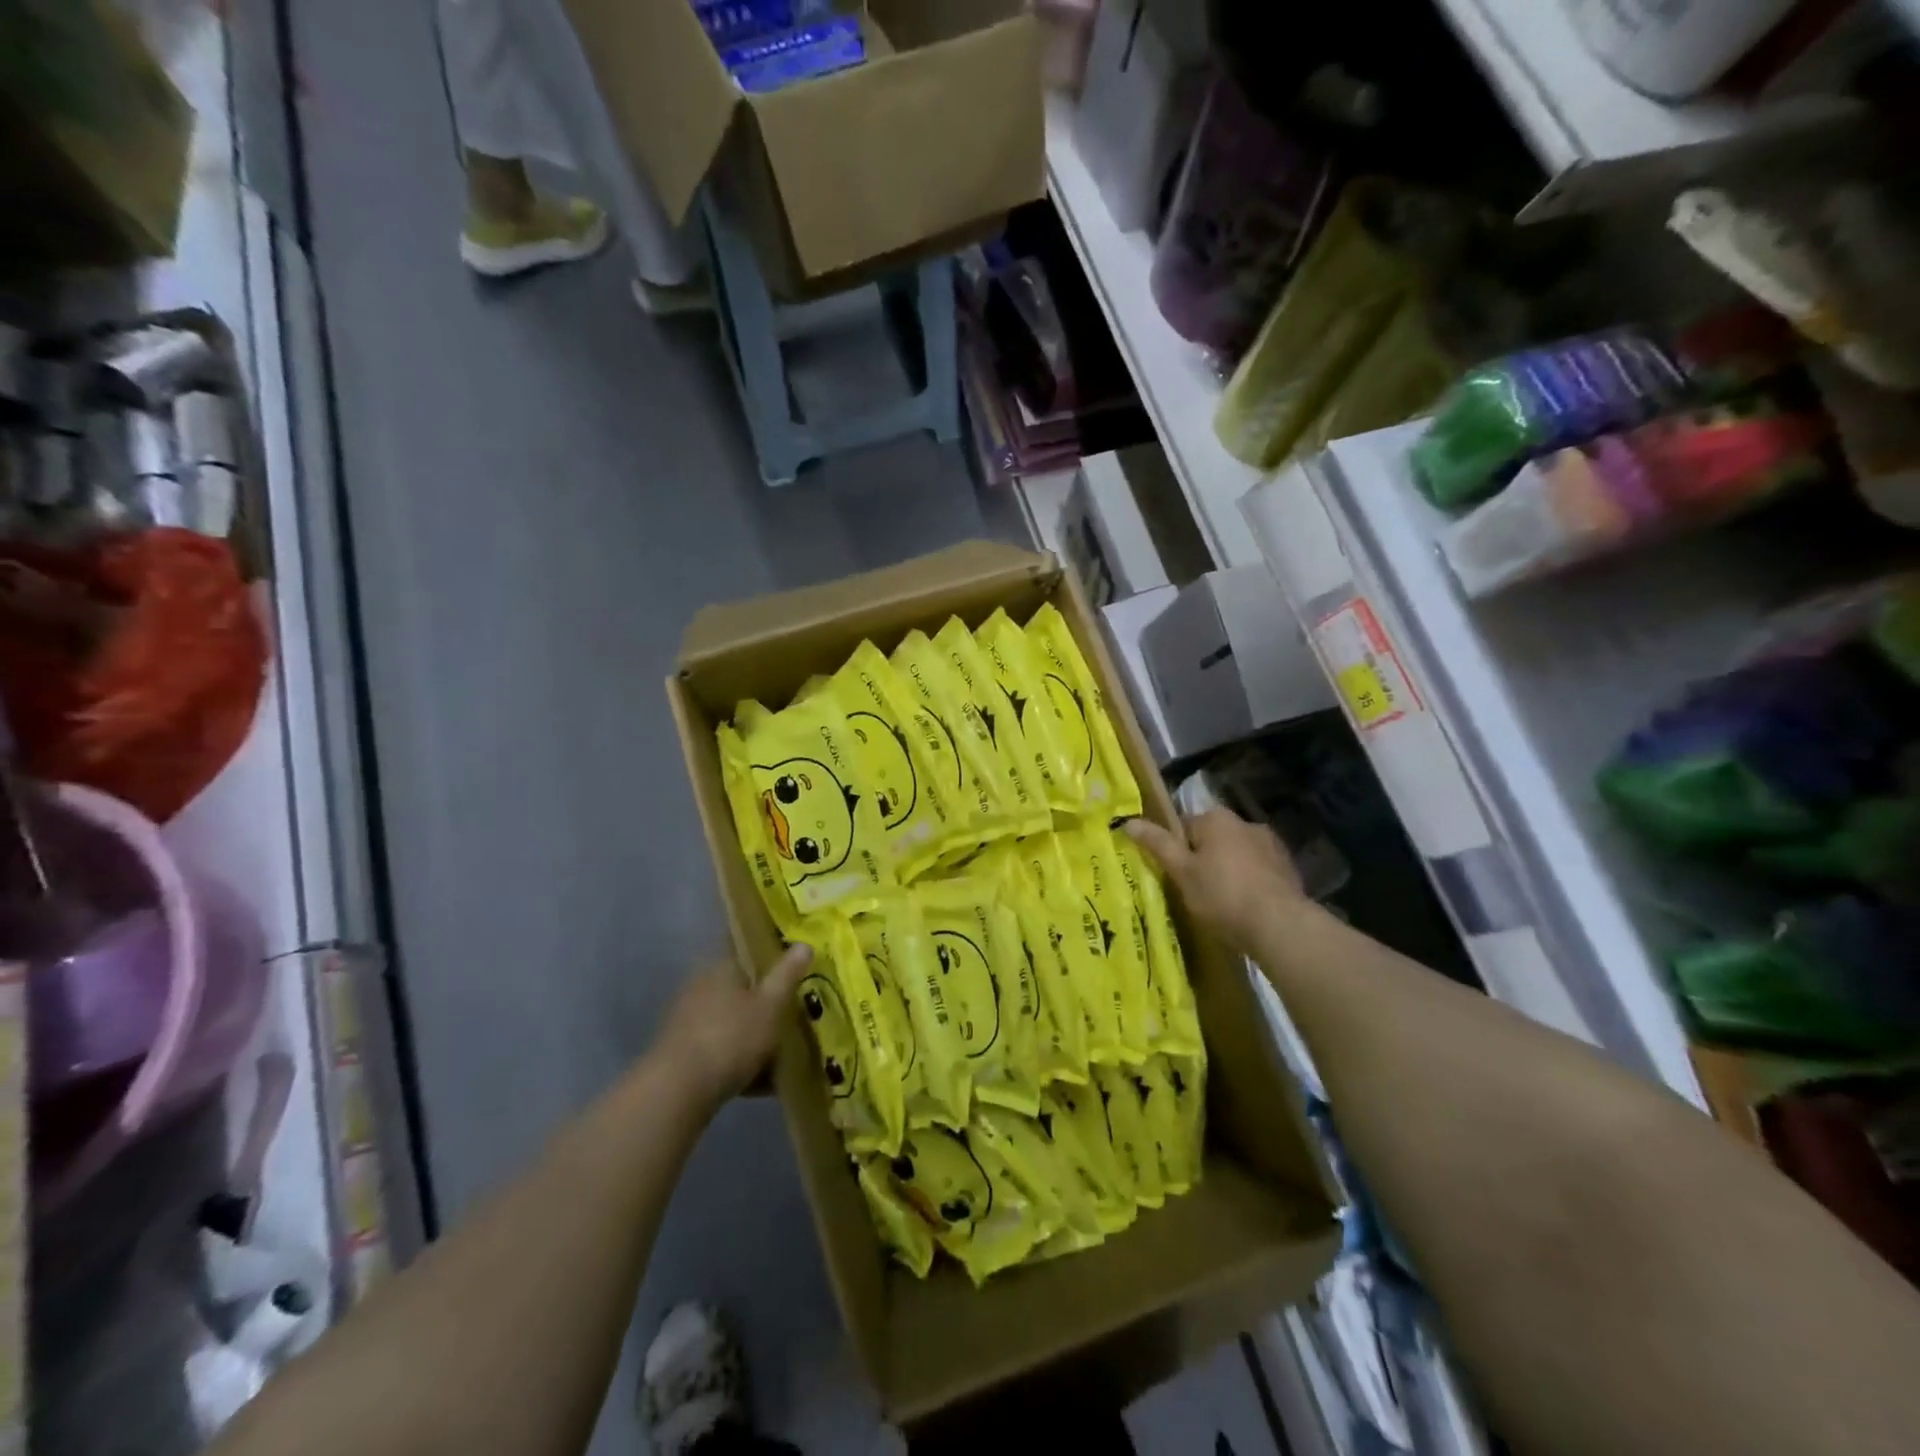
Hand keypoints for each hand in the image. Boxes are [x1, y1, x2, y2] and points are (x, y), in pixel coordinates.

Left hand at [655, 945, 811, 1109]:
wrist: (677, 1093)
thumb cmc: (730, 1037)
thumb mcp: (770, 1005)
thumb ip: (787, 974)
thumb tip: (803, 943)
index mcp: (721, 967)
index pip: (747, 948)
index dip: (770, 953)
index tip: (793, 964)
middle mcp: (701, 987)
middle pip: (741, 987)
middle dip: (766, 999)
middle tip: (794, 1011)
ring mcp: (688, 1020)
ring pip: (732, 1019)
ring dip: (754, 1032)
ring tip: (785, 1052)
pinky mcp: (683, 1052)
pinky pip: (721, 1049)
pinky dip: (741, 1059)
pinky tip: (762, 1082)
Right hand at [1126, 809, 1305, 953]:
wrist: (1280, 926)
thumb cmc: (1222, 896)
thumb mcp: (1182, 872)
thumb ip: (1157, 844)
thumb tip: (1128, 821)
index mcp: (1216, 818)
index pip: (1184, 826)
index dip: (1176, 851)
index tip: (1175, 876)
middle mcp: (1245, 822)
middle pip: (1212, 839)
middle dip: (1204, 859)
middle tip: (1196, 891)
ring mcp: (1271, 844)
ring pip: (1237, 854)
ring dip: (1229, 870)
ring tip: (1223, 903)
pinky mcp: (1288, 867)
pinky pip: (1259, 870)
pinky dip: (1251, 882)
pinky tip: (1247, 906)